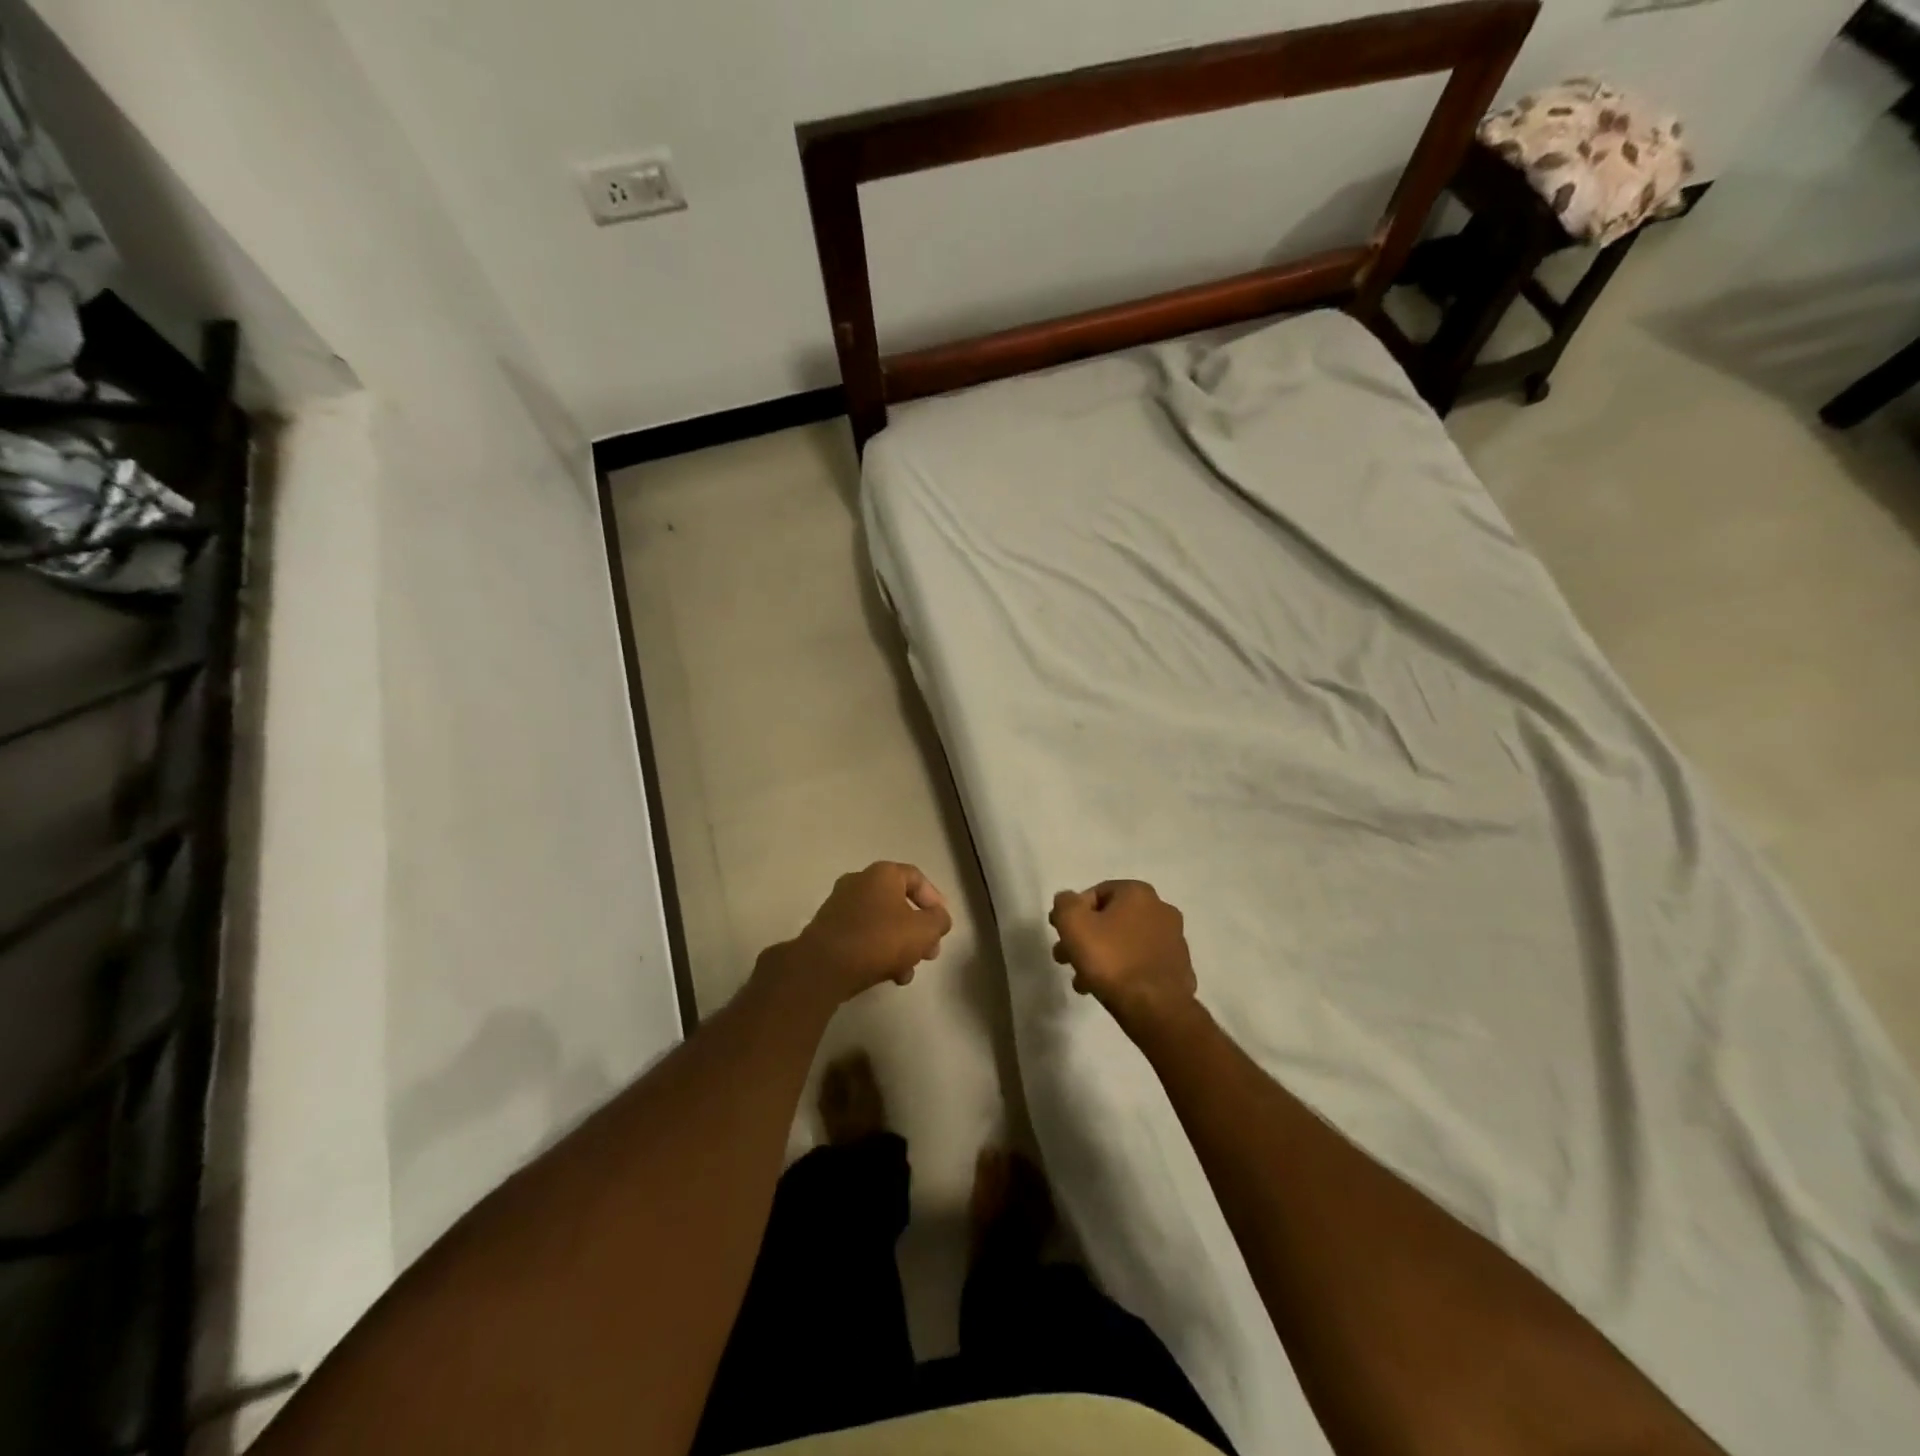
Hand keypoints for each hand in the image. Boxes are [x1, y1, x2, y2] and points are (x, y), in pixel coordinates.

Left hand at [779, 862, 952, 1003]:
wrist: (824, 967)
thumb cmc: (879, 939)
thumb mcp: (924, 931)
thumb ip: (939, 921)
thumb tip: (938, 918)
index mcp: (882, 874)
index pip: (916, 878)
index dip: (934, 900)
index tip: (942, 924)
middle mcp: (859, 882)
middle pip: (899, 903)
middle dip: (918, 930)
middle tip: (929, 953)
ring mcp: (840, 905)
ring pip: (881, 923)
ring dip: (900, 946)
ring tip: (907, 972)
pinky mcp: (828, 929)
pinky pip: (862, 936)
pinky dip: (878, 951)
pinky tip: (887, 976)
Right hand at [1049, 880, 1198, 1038]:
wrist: (1155, 1008)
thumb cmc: (1111, 959)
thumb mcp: (1073, 924)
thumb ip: (1064, 904)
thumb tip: (1067, 900)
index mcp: (1138, 893)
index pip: (1096, 894)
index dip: (1073, 913)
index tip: (1061, 935)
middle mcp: (1161, 909)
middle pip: (1111, 920)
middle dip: (1086, 939)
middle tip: (1066, 959)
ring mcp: (1174, 941)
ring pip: (1126, 944)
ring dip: (1102, 957)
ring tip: (1083, 982)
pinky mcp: (1179, 969)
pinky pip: (1142, 964)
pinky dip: (1124, 971)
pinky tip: (1108, 989)